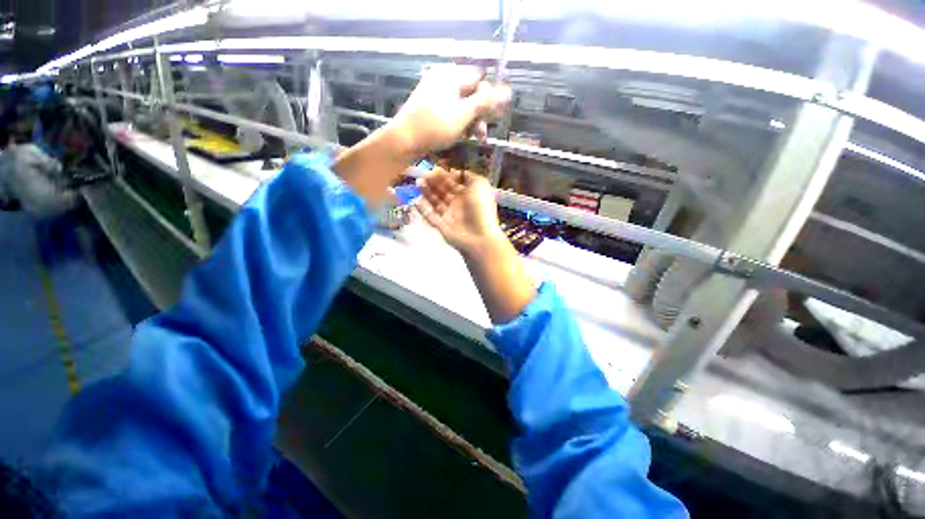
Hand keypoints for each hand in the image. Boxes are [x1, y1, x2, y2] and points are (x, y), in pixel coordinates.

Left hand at [388, 65, 510, 159]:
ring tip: (475, 139)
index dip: (489, 95)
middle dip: (480, 114)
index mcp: (450, 75)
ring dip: (471, 121)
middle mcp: (443, 80)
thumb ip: (485, 102)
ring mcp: (435, 94)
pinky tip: (461, 136)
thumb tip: (507, 90)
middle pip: (471, 92)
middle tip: (482, 135)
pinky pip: (450, 112)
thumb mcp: (463, 114)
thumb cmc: (435, 126)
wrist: (404, 140)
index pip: (479, 77)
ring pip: (461, 105)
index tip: (494, 115)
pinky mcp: (430, 108)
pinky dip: (459, 123)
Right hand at [416, 166, 502, 254]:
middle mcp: (458, 204)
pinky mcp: (442, 227)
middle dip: (434, 182)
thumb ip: (469, 175)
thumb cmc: (480, 208)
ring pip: (436, 202)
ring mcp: (449, 216)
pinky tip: (415, 200)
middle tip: (423, 175)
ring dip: (427, 193)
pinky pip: (430, 216)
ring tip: (418, 183)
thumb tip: (455, 171)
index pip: (454, 183)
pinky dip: (423, 209)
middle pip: (443, 191)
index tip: (434, 169)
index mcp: (468, 194)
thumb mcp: (481, 185)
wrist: (479, 236)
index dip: (444, 175)